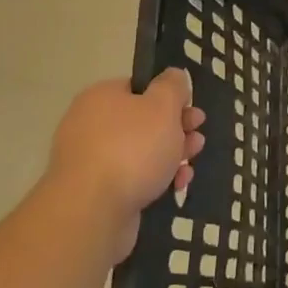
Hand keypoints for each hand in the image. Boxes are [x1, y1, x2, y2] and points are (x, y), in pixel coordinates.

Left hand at [45, 68, 204, 262]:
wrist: (92, 212)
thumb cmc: (132, 149)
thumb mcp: (163, 106)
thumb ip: (172, 86)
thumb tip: (173, 75)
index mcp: (102, 97)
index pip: (140, 87)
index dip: (170, 97)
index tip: (191, 110)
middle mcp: (91, 125)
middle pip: (143, 121)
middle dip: (176, 129)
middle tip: (197, 137)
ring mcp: (91, 160)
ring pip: (141, 151)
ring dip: (171, 155)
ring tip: (190, 164)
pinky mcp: (96, 192)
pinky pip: (132, 178)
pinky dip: (156, 179)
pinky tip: (176, 186)